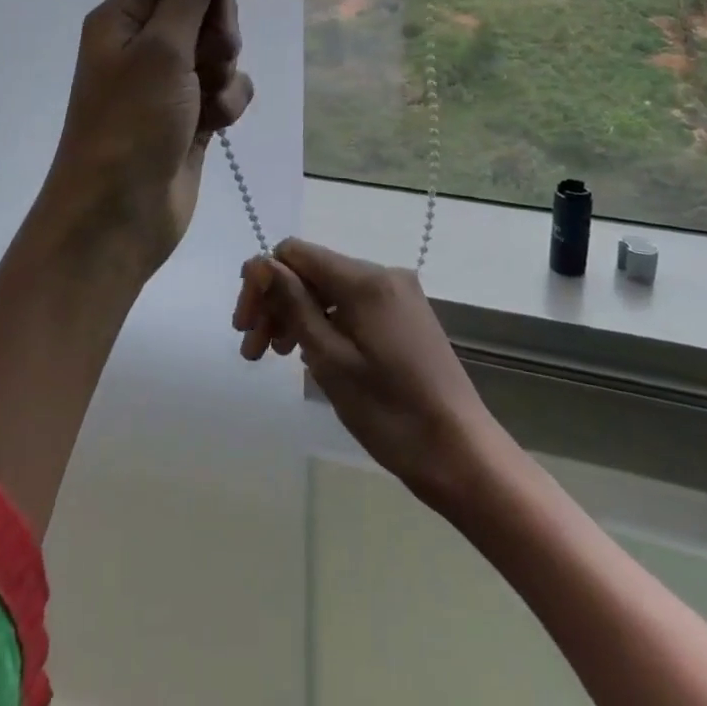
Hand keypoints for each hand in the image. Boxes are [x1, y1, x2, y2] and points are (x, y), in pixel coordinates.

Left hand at [39, 0, 259, 269]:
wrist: (117, 219)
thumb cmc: (130, 125)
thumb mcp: (162, 48)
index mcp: (126, 15)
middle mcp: (145, 41)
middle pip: (207, 6)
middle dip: (219, 32)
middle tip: (204, 61)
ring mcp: (169, 79)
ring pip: (222, 48)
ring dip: (224, 72)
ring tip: (204, 102)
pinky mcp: (190, 112)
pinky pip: (226, 87)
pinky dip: (226, 102)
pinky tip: (213, 127)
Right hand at [233, 239, 504, 509]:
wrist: (462, 454)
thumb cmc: (390, 412)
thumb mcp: (330, 360)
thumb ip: (293, 304)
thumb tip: (259, 262)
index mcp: (365, 279)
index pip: (295, 253)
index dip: (262, 281)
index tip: (245, 327)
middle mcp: (382, 274)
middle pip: (312, 272)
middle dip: (276, 303)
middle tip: (253, 352)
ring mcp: (397, 295)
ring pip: (330, 291)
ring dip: (297, 316)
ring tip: (276, 358)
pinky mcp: (405, 316)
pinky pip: (352, 306)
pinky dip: (326, 324)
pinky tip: (312, 356)